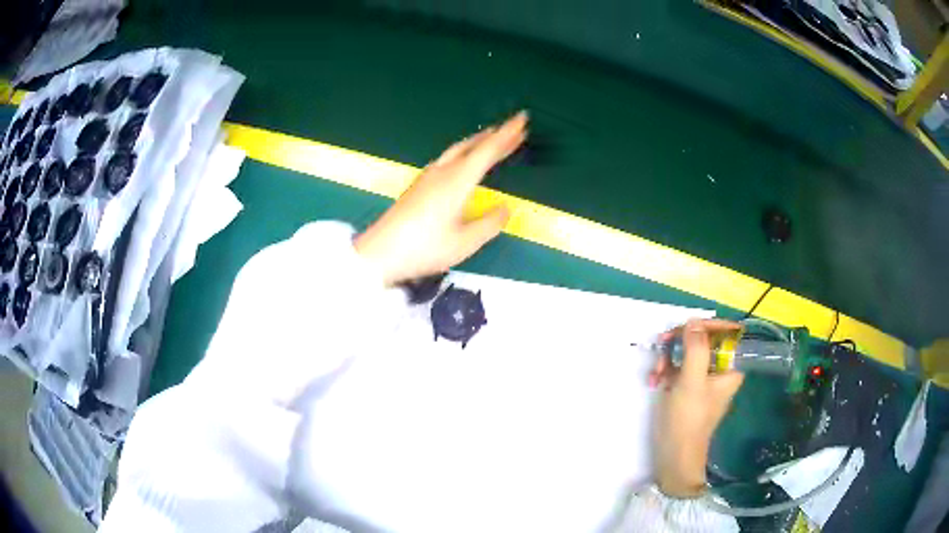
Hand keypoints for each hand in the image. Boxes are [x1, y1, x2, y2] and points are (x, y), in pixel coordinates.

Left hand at [355, 112, 527, 285]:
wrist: (379, 253)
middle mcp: (442, 172)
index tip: (521, 120)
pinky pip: (448, 159)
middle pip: (472, 146)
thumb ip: (489, 224)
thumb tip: (504, 209)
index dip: (507, 135)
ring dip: (478, 143)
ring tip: (493, 140)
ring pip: (458, 150)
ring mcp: (427, 177)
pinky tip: (463, 161)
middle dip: (495, 136)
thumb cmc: (424, 248)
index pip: (487, 151)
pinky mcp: (418, 186)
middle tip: (514, 129)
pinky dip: (465, 153)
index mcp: (457, 181)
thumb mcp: (465, 243)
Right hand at [649, 319, 744, 497]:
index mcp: (731, 368)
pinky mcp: (689, 388)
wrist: (673, 458)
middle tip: (662, 346)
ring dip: (669, 358)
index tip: (685, 328)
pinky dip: (666, 371)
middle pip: (704, 341)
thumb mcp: (691, 382)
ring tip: (655, 373)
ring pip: (689, 353)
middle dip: (681, 343)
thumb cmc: (687, 421)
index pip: (728, 333)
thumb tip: (693, 322)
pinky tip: (654, 381)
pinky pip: (679, 368)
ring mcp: (704, 380)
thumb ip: (695, 349)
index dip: (707, 326)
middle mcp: (720, 371)